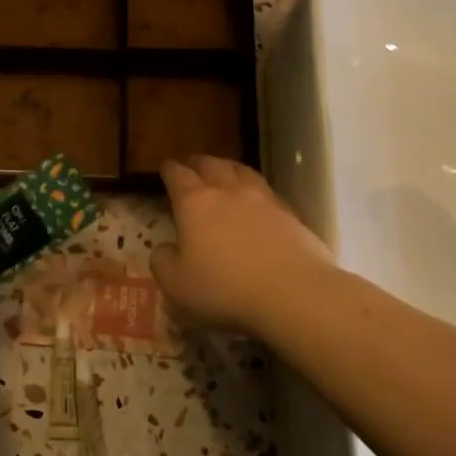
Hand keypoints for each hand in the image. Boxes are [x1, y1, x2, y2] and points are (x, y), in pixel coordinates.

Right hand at [152, 156, 334, 336]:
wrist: (293, 292)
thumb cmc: (224, 288)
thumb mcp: (176, 284)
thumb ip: (163, 262)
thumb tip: (165, 248)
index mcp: (195, 203)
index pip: (177, 175)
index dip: (169, 169)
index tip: (164, 167)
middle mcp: (228, 192)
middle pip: (211, 165)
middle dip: (198, 162)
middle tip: (191, 165)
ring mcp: (263, 199)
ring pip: (242, 171)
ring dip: (228, 168)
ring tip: (224, 171)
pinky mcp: (290, 214)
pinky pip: (267, 191)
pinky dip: (256, 189)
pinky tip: (257, 200)